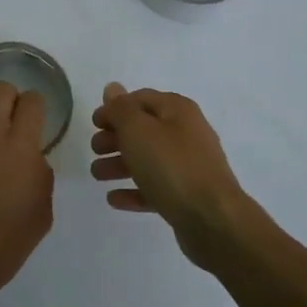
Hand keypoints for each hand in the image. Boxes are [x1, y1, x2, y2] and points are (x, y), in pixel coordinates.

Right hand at [90, 83, 257, 269]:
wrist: (213, 219)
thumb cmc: (172, 166)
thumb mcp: (138, 130)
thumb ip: (121, 109)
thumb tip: (113, 88)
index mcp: (177, 111)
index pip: (140, 99)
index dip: (115, 108)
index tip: (93, 123)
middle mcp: (186, 133)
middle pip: (144, 129)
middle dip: (116, 137)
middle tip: (95, 149)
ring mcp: (189, 166)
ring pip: (148, 159)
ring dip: (120, 164)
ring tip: (96, 175)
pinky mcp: (187, 196)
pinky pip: (155, 188)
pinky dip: (134, 190)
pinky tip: (113, 199)